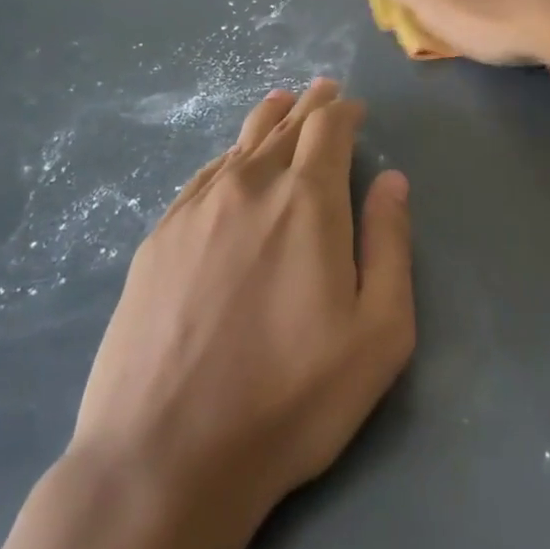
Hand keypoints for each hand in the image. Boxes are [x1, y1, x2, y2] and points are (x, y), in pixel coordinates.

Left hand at [70, 79, 414, 530]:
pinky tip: (228, 161)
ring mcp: (195, 210)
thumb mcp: (379, 332)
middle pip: (285, 127)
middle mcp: (249, 188)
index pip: (329, 129)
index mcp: (307, 201)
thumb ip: (390, 244)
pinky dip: (226, 157)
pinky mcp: (157, 239)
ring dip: (267, 121)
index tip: (355, 110)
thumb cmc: (291, 398)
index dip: (345, 112)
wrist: (165, 456)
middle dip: (311, 107)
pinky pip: (201, 176)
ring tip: (281, 104)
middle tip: (324, 92)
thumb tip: (392, 180)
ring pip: (239, 145)